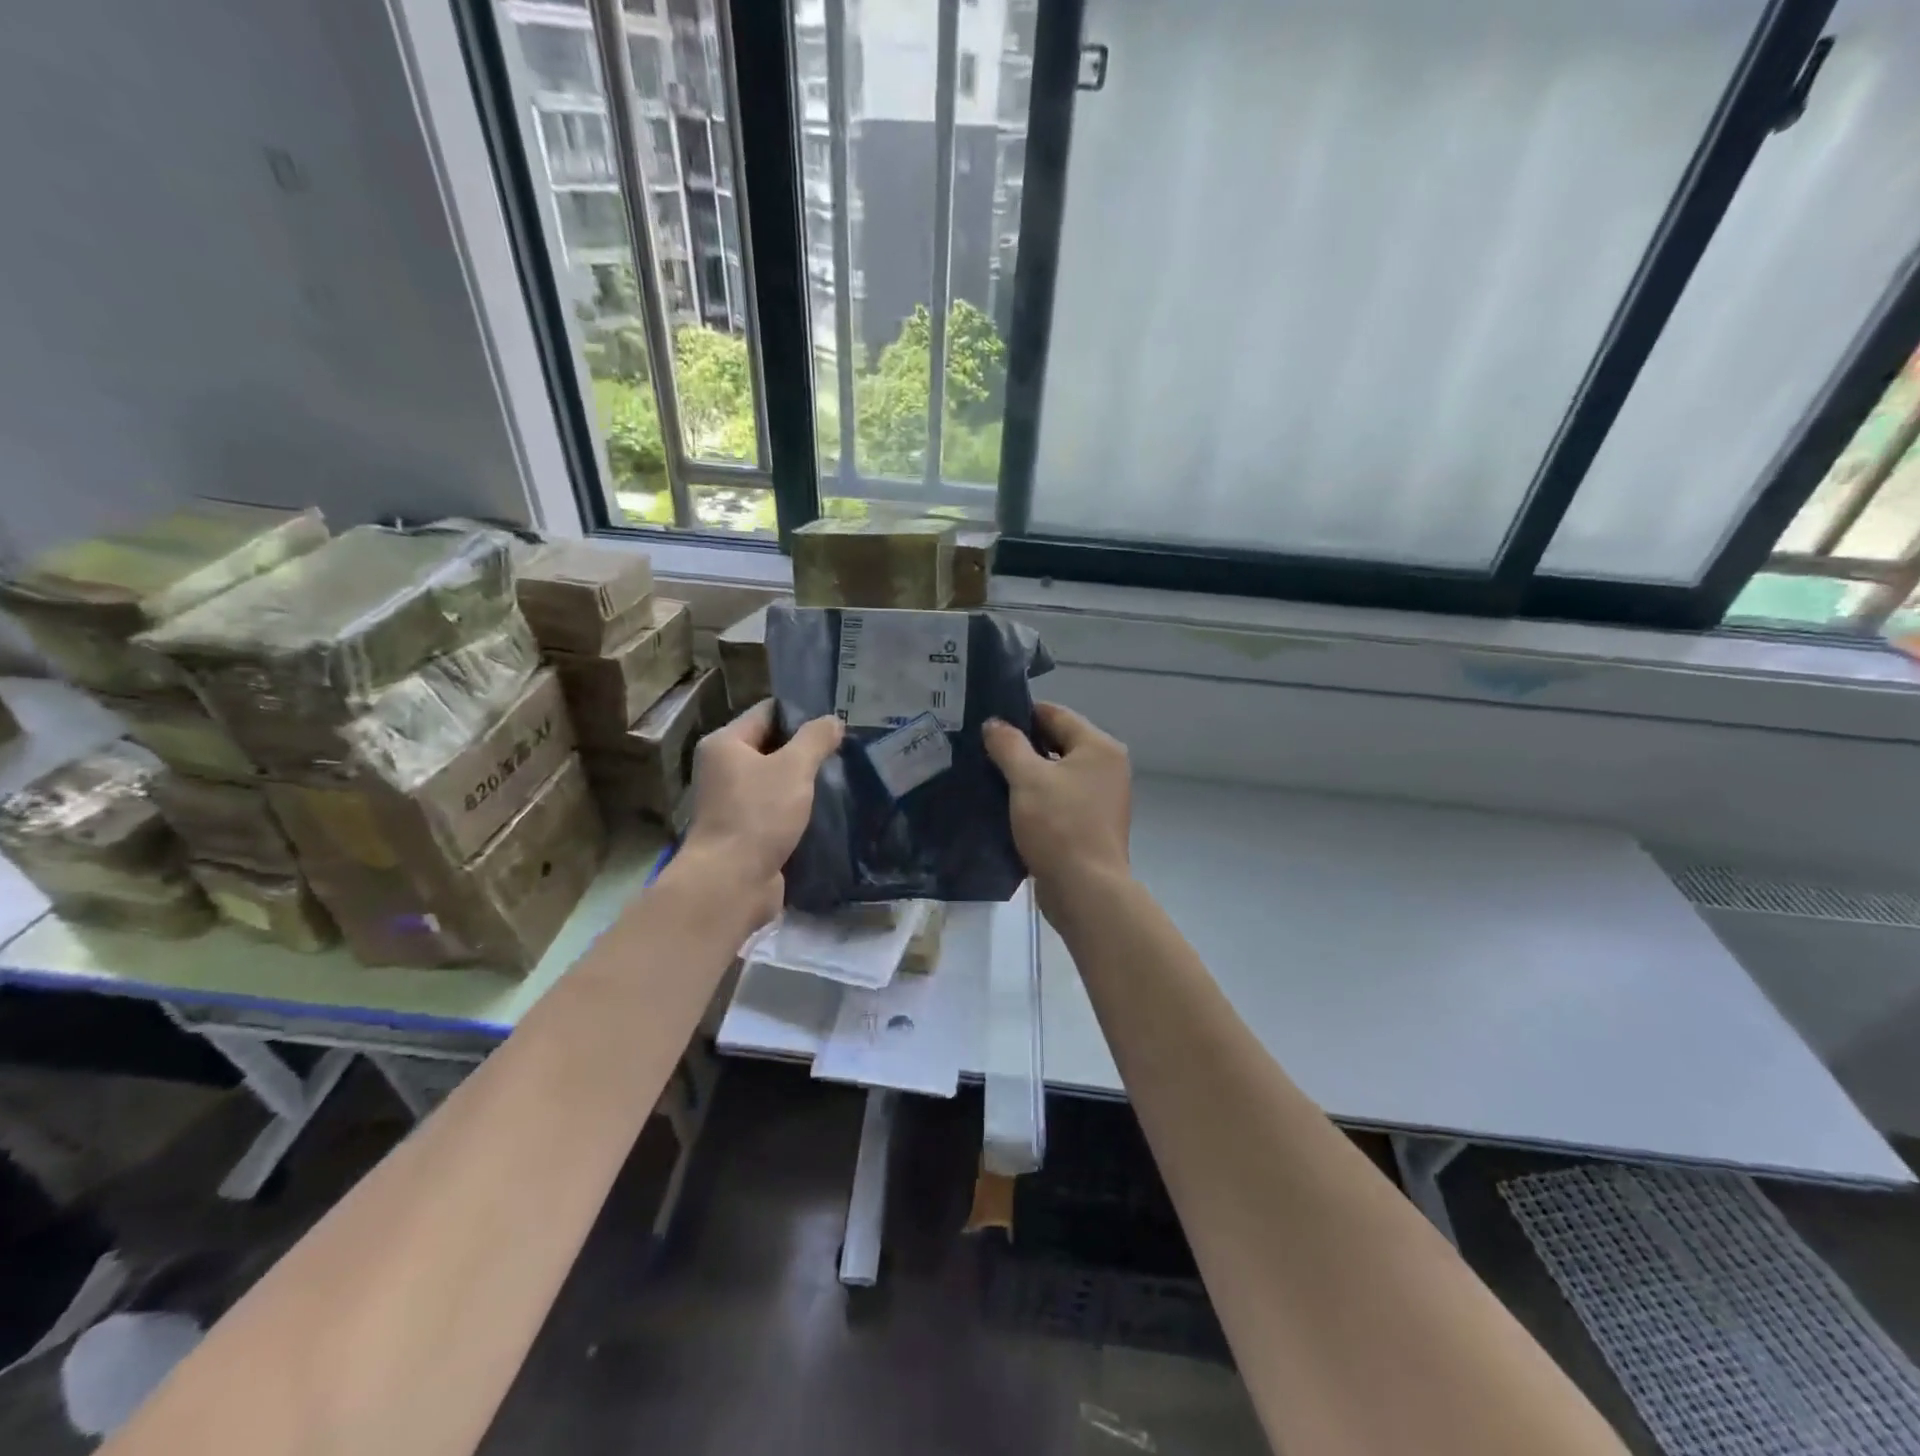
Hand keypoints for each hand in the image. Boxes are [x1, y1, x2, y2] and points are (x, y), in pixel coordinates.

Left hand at [680, 699, 842, 925]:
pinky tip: (828, 808)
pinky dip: (798, 808)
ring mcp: (732, 803)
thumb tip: (833, 720)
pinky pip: (776, 809)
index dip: (801, 712)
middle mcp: (723, 769)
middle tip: (846, 746)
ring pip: (776, 781)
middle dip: (806, 748)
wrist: (731, 883)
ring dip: (804, 781)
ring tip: (843, 775)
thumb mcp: (793, 768)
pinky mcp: (746, 832)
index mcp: (725, 744)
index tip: (836, 718)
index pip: (767, 712)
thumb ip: (815, 739)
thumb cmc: (758, 815)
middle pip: (771, 746)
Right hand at [982, 702, 1131, 915]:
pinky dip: (1037, 797)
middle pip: (1059, 742)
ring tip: (990, 774)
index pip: (1056, 714)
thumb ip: (1008, 745)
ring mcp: (1102, 798)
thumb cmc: (1059, 826)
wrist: (1085, 890)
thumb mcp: (1027, 779)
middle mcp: (1107, 767)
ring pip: (1057, 773)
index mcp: (1099, 747)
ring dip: (1028, 773)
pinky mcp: (1091, 824)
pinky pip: (1060, 798)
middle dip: (1022, 745)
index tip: (988, 722)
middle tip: (983, 748)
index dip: (1021, 714)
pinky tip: (1008, 803)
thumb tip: (994, 723)